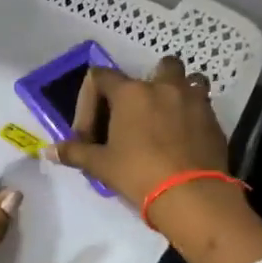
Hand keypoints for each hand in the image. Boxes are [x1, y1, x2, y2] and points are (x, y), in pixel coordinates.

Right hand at [49, 56, 261, 262]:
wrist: (192, 196)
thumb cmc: (139, 174)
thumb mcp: (101, 165)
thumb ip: (75, 153)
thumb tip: (48, 151)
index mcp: (131, 93)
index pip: (100, 77)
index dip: (89, 101)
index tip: (89, 132)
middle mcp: (164, 87)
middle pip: (158, 66)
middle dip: (147, 83)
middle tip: (137, 113)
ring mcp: (194, 100)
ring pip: (189, 80)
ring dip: (177, 92)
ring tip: (167, 117)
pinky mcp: (214, 120)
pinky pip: (203, 105)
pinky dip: (192, 114)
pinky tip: (184, 139)